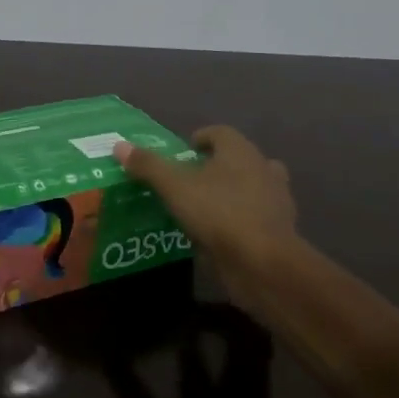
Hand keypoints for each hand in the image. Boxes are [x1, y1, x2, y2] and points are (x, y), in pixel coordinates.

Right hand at [114, 126, 301, 314]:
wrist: (263, 263)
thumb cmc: (219, 213)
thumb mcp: (174, 187)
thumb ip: (148, 166)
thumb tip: (119, 145)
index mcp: (240, 151)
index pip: (221, 133)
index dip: (201, 138)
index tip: (184, 152)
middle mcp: (263, 169)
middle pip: (239, 159)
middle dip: (218, 166)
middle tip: (192, 180)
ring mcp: (275, 201)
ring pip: (253, 188)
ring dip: (233, 193)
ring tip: (206, 208)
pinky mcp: (279, 232)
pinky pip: (256, 217)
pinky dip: (241, 220)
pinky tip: (220, 234)